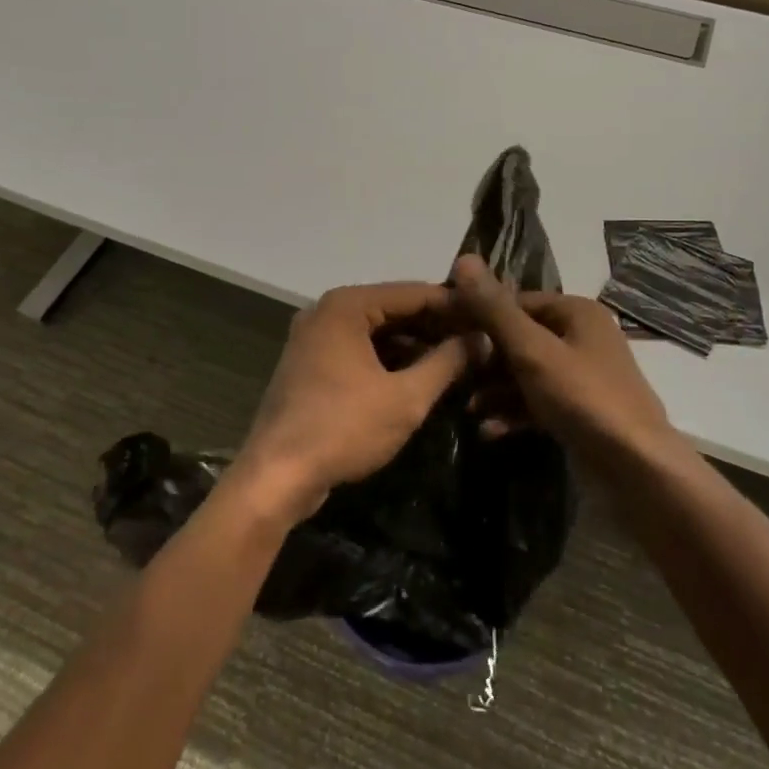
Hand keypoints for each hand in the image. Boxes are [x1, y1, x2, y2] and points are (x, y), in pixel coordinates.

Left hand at [233, 282, 473, 522]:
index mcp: (346, 306)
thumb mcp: (406, 397)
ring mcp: (315, 339)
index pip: (414, 293)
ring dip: (415, 345)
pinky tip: (421, 378)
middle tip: (480, 343)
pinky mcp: (311, 366)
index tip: (491, 319)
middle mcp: (327, 312)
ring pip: (377, 332)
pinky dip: (389, 360)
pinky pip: (359, 351)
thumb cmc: (343, 428)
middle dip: (436, 327)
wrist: (277, 475)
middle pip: (393, 310)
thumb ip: (447, 362)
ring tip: (459, 361)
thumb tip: (482, 339)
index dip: (455, 306)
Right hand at [450, 255, 676, 462]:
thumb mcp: (532, 350)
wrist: (635, 467)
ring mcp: (581, 376)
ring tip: (468, 407)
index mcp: (576, 312)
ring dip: (495, 390)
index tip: (444, 335)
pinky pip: (537, 402)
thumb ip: (495, 309)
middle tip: (452, 374)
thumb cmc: (582, 397)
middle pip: (519, 339)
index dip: (479, 316)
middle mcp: (581, 337)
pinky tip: (488, 430)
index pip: (515, 302)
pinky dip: (514, 412)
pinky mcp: (579, 410)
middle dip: (485, 360)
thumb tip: (463, 259)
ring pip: (526, 374)